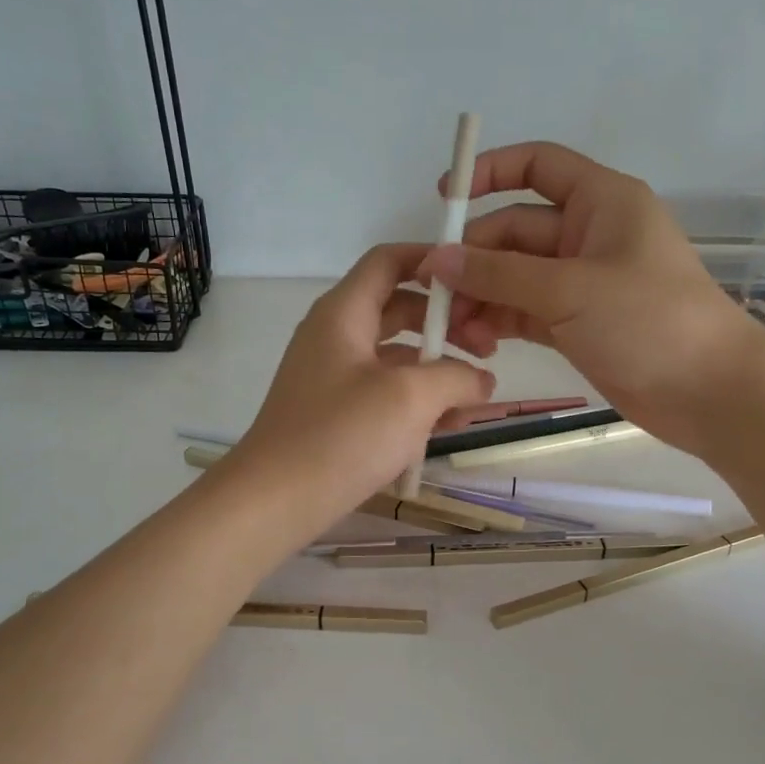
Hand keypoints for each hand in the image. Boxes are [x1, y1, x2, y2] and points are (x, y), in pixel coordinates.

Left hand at [222, 244, 497, 526]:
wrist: (275, 502)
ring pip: (397, 358)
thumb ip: (457, 377)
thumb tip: (482, 380)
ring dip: (438, 371)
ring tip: (477, 400)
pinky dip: (417, 402)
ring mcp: (334, 377)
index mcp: (344, 313)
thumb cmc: (341, 436)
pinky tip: (447, 428)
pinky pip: (385, 393)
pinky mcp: (337, 413)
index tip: (477, 283)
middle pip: (400, 309)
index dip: (433, 262)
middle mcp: (336, 336)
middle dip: (447, 325)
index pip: (389, 261)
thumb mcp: (411, 397)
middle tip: (489, 350)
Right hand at [418, 142, 764, 458]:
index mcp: (600, 201)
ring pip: (514, 276)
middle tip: (436, 295)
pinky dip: (499, 322)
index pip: (538, 166)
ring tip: (455, 330)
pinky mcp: (575, 323)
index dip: (489, 173)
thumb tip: (436, 258)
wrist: (708, 392)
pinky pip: (524, 311)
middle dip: (474, 260)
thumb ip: (499, 273)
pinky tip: (476, 342)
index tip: (442, 200)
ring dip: (481, 297)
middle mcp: (587, 235)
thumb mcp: (569, 289)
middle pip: (514, 231)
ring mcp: (580, 282)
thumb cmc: (648, 321)